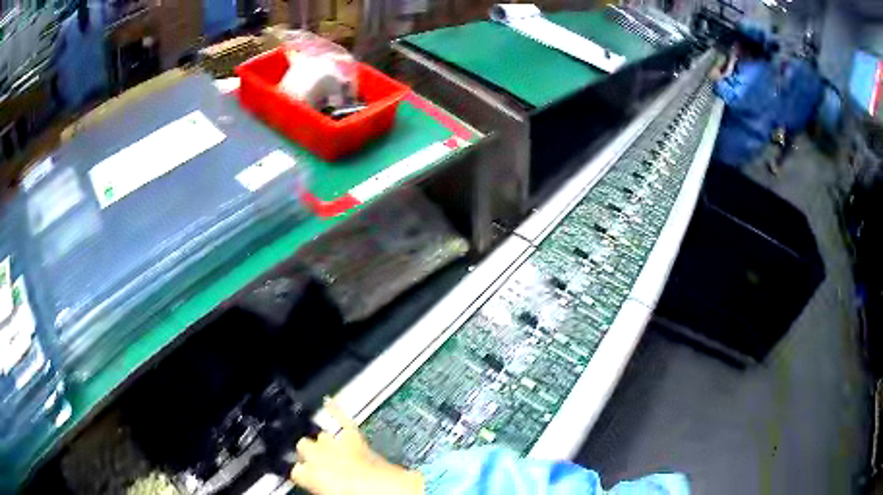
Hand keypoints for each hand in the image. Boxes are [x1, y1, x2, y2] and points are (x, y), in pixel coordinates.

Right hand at [291, 400, 423, 494]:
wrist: (390, 492)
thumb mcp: (328, 494)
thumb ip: (318, 485)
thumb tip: (319, 485)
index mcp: (309, 474)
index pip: (295, 469)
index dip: (304, 474)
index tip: (308, 479)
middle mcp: (319, 455)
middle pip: (303, 445)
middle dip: (310, 454)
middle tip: (321, 466)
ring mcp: (338, 444)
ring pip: (321, 435)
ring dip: (325, 443)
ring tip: (331, 452)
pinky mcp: (356, 438)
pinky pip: (343, 420)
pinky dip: (336, 411)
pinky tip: (329, 402)